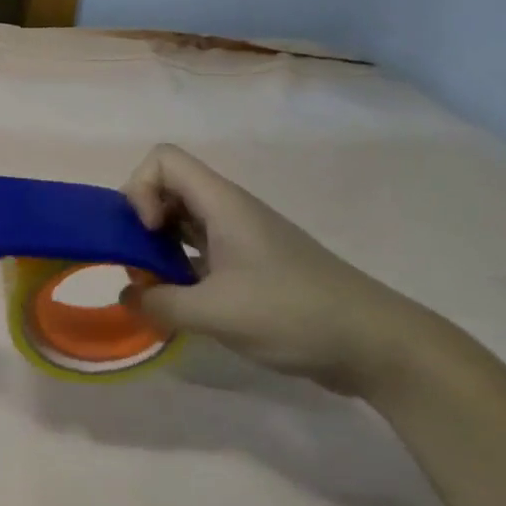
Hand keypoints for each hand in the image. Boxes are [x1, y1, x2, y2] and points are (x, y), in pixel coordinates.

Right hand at [122, 144, 439, 395]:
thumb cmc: (294, 314)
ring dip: (157, 248)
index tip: (149, 233)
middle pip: (167, 188)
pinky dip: (179, 268)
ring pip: (181, 222)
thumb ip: (160, 303)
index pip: (163, 160)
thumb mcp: (216, 313)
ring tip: (155, 288)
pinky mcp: (250, 266)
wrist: (377, 345)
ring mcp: (241, 239)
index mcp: (223, 205)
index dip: (141, 189)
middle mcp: (228, 212)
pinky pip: (199, 251)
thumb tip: (128, 297)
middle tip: (141, 264)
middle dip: (141, 221)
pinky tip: (181, 304)